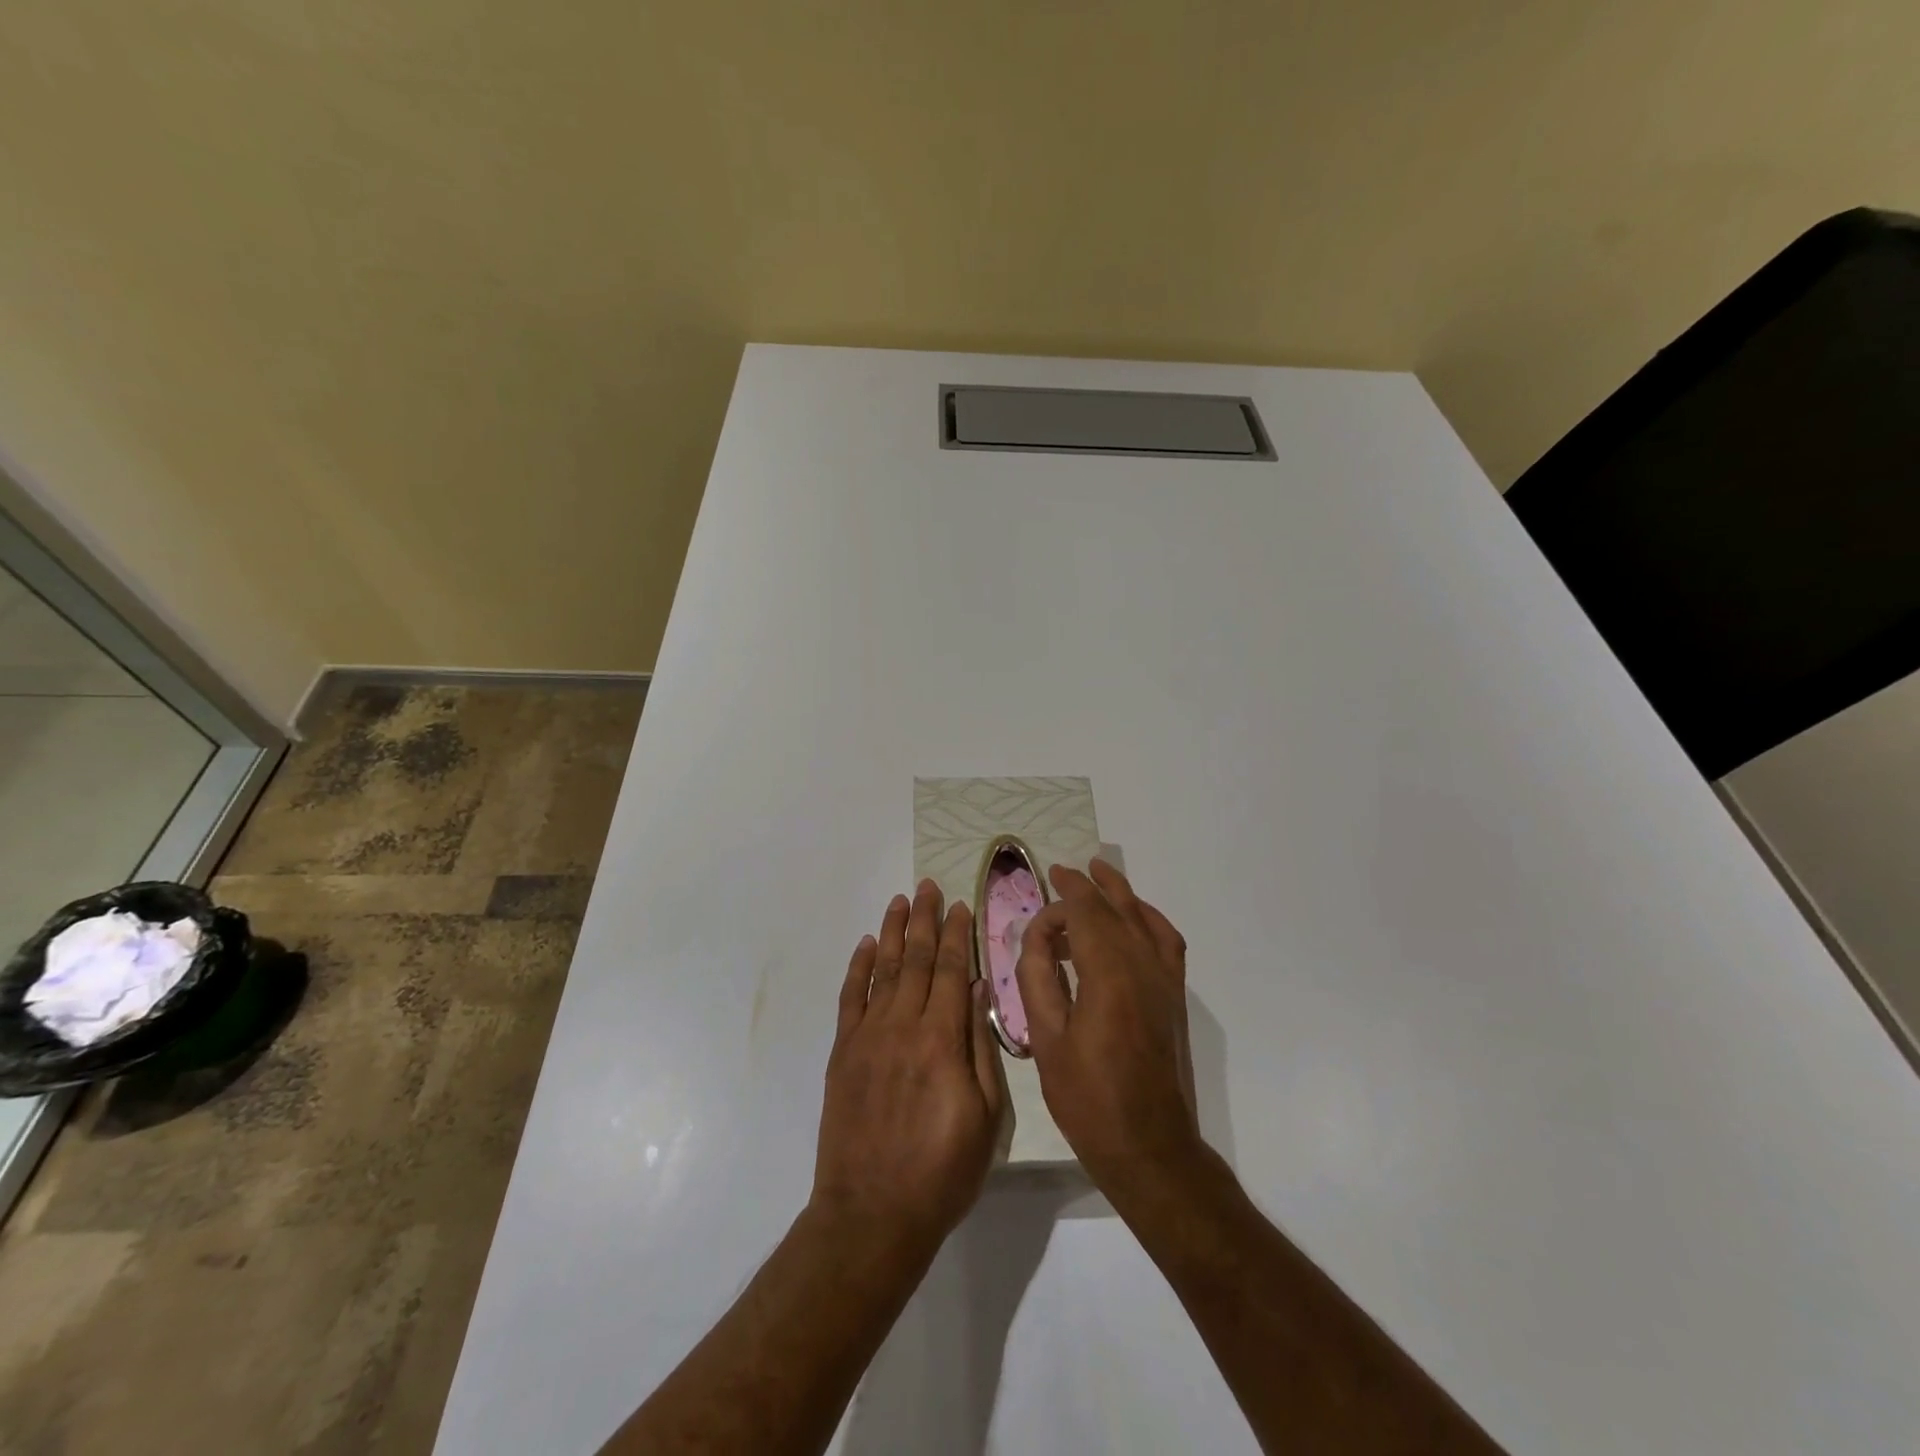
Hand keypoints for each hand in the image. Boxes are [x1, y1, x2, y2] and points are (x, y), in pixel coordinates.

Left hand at [812, 880, 1006, 1254]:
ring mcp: (868, 1036)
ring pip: (883, 969)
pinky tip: (866, 945)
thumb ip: (982, 1049)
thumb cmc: (942, 1172)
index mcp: (942, 1040)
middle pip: (917, 960)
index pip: (952, 971)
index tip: (960, 905)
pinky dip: (858, 968)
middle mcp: (903, 1026)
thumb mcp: (986, 1118)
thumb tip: (980, 991)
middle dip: (925, 919)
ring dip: (893, 931)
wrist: (872, 1213)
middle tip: (928, 886)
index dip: (957, 935)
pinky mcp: (843, 1052)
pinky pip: (850, 998)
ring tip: (900, 900)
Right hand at [1014, 860, 1201, 1205]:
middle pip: (1115, 908)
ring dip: (1120, 893)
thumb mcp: (1045, 1039)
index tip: (1039, 904)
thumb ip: (1038, 978)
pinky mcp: (1175, 996)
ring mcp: (1165, 980)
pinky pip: (1167, 941)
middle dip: (1087, 886)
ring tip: (1099, 873)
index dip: (1062, 899)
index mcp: (1108, 975)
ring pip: (1144, 918)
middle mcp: (1143, 966)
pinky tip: (1136, 916)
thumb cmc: (1088, 1099)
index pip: (1086, 914)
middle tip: (1062, 873)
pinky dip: (1150, 918)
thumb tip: (1038, 936)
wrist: (1149, 1147)